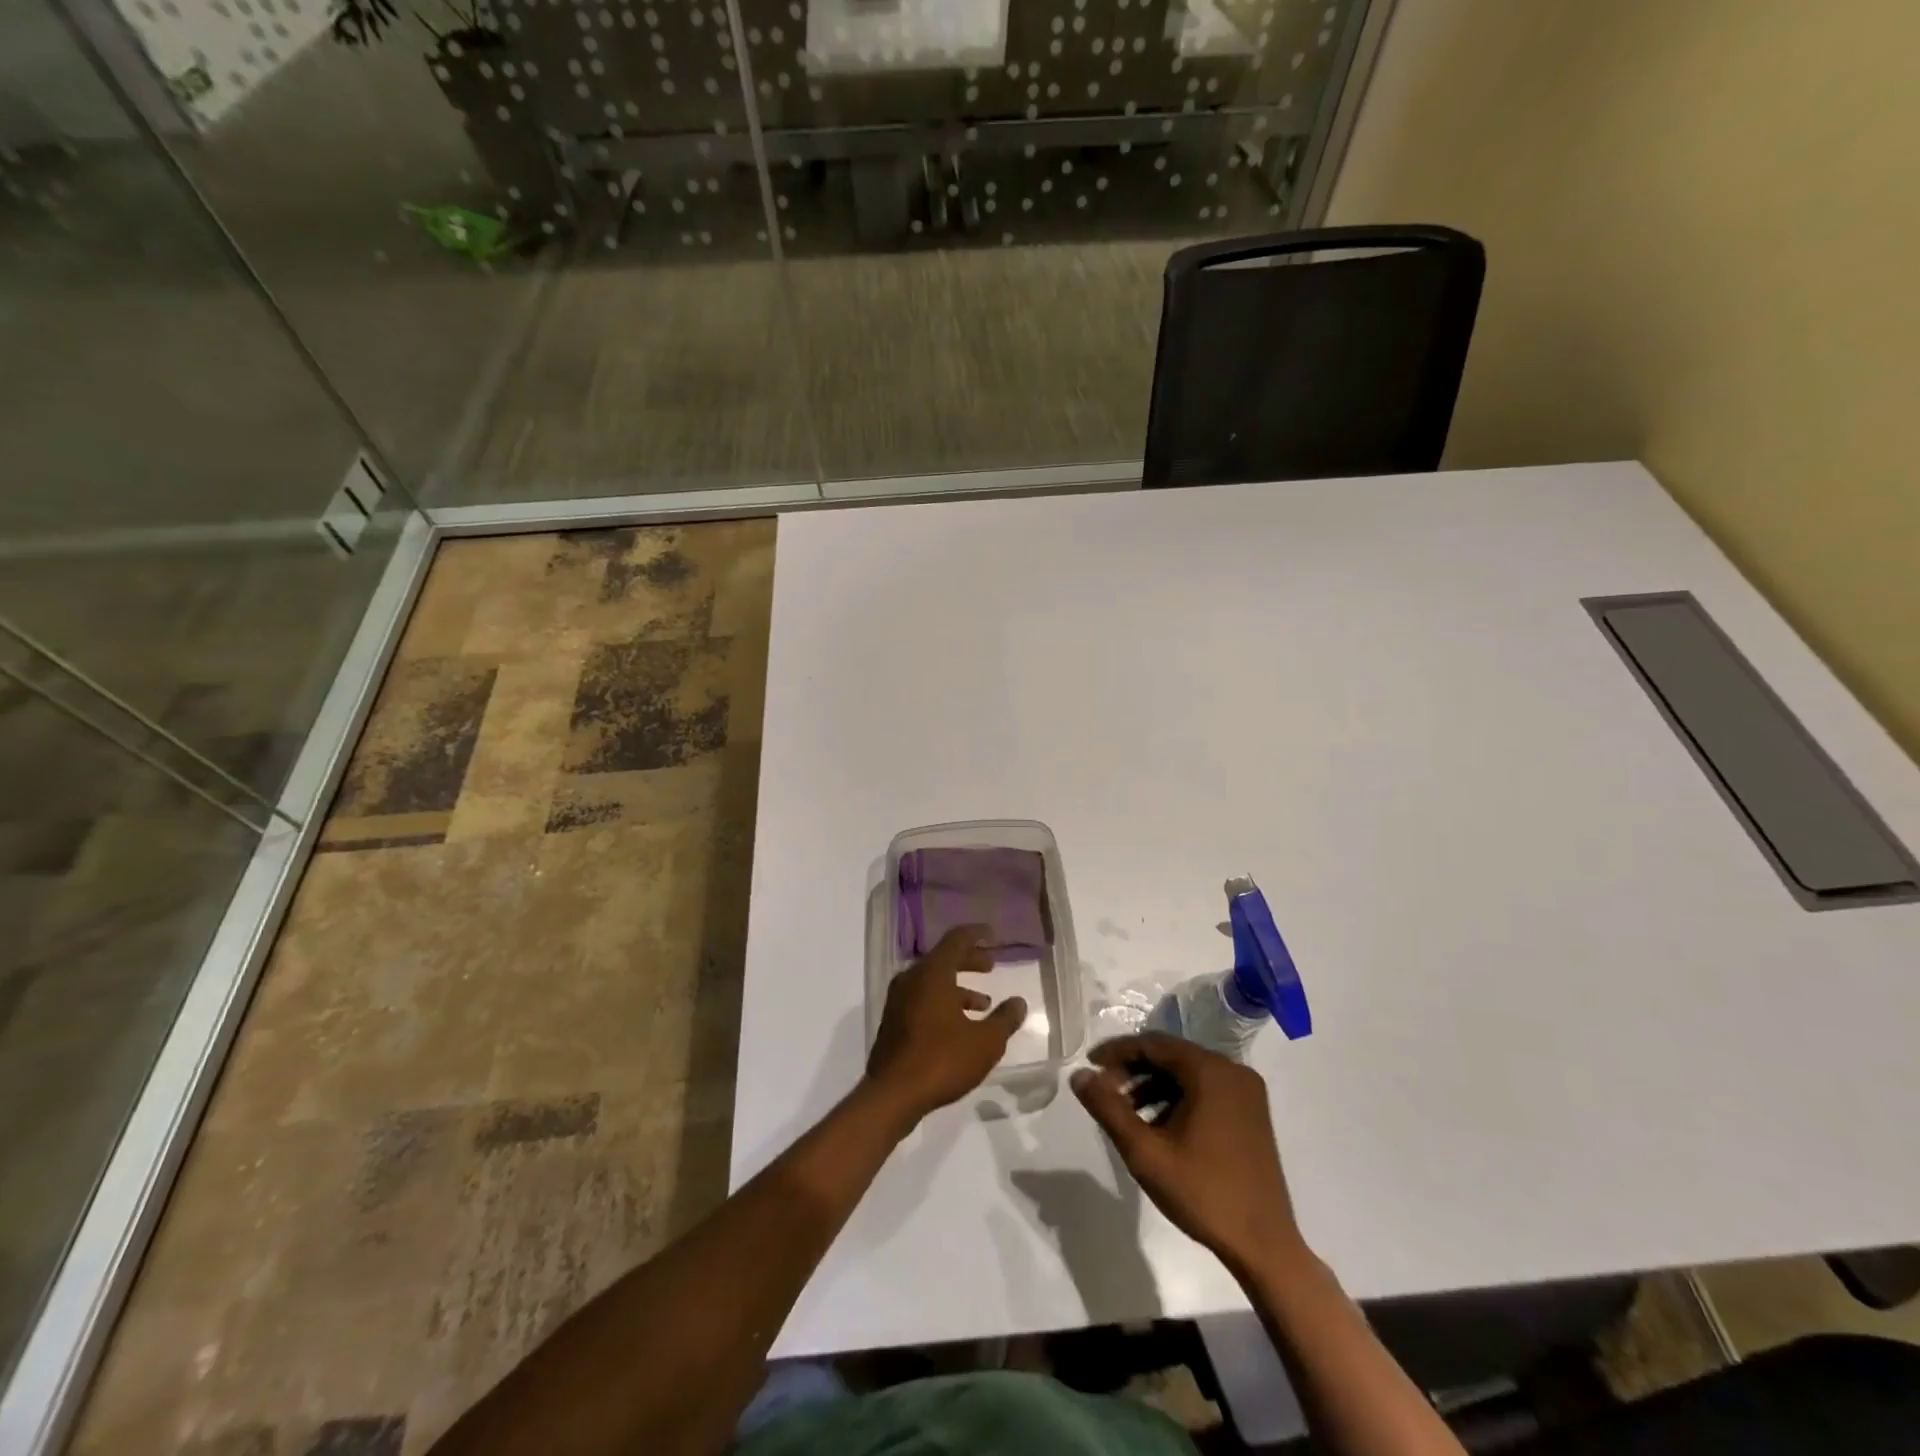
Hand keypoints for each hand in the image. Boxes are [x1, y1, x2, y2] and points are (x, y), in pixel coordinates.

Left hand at [864, 926, 1027, 1128]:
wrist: (893, 1095)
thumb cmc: (942, 1060)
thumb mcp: (985, 1042)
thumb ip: (1005, 1019)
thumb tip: (1019, 1002)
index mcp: (932, 974)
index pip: (956, 940)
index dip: (975, 935)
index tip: (992, 934)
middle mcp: (912, 979)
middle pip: (943, 959)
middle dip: (969, 960)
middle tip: (991, 966)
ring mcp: (898, 1001)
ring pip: (932, 982)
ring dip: (958, 987)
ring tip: (983, 1003)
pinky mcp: (893, 1022)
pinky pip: (922, 999)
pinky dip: (943, 1002)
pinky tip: (960, 1025)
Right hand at [1072, 1033, 1305, 1276]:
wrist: (1264, 1246)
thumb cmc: (1202, 1193)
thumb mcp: (1145, 1152)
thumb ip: (1108, 1108)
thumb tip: (1079, 1075)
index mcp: (1210, 1071)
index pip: (1153, 1043)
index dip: (1117, 1051)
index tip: (1089, 1065)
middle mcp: (1232, 1070)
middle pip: (1171, 1055)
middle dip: (1134, 1070)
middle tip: (1105, 1092)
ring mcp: (1246, 1092)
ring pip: (1188, 1073)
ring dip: (1154, 1085)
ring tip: (1127, 1112)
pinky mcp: (1251, 1112)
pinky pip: (1205, 1089)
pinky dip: (1178, 1098)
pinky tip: (1159, 1125)